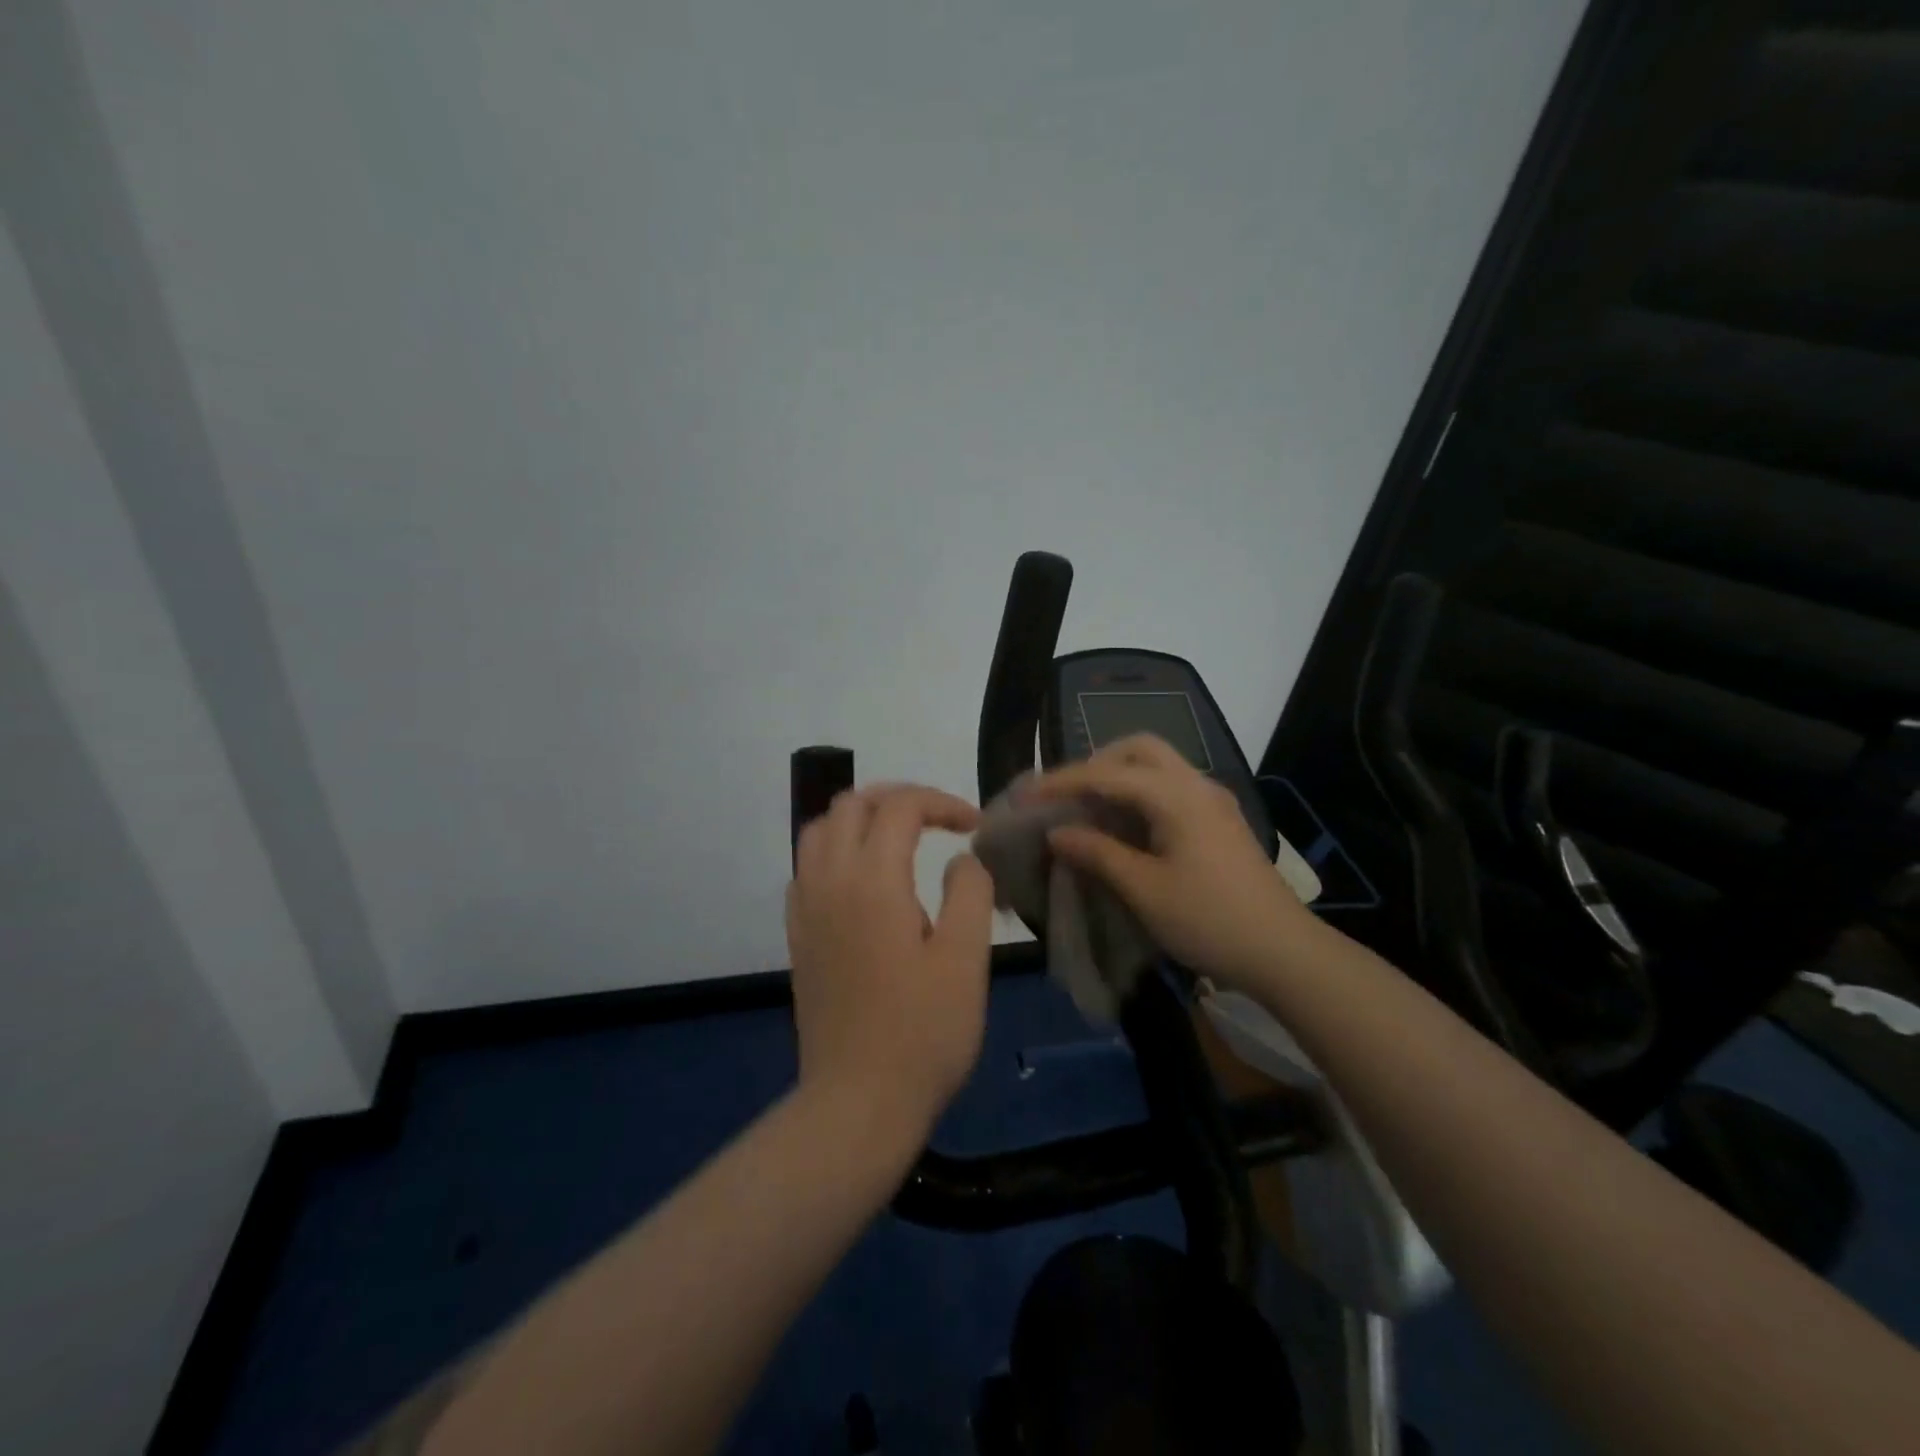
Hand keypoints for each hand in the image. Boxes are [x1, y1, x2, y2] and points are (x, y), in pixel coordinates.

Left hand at [787, 784, 995, 1132]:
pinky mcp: (797, 936)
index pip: (900, 807)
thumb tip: (960, 857)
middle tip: (939, 821)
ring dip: (861, 819)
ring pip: (820, 830)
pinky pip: (807, 867)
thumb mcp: (966, 959)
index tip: (975, 826)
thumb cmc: (922, 1033)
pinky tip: (865, 881)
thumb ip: (969, 891)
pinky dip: (837, 850)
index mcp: (872, 880)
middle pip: (851, 804)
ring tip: (900, 839)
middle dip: (898, 799)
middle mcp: (829, 881)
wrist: (857, 1103)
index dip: (942, 803)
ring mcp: (805, 909)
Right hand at [1029, 735, 1309, 989]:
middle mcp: (1196, 785)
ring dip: (1118, 777)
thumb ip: (1097, 853)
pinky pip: (1170, 788)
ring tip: (1086, 808)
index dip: (1062, 782)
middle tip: (1065, 795)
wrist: (1284, 952)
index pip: (1107, 774)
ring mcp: (1213, 801)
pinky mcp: (1219, 821)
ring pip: (1157, 766)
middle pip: (1138, 750)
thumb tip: (1057, 832)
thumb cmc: (1209, 920)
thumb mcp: (1144, 890)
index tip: (1025, 795)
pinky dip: (1139, 794)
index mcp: (1177, 796)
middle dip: (1095, 764)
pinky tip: (1123, 825)